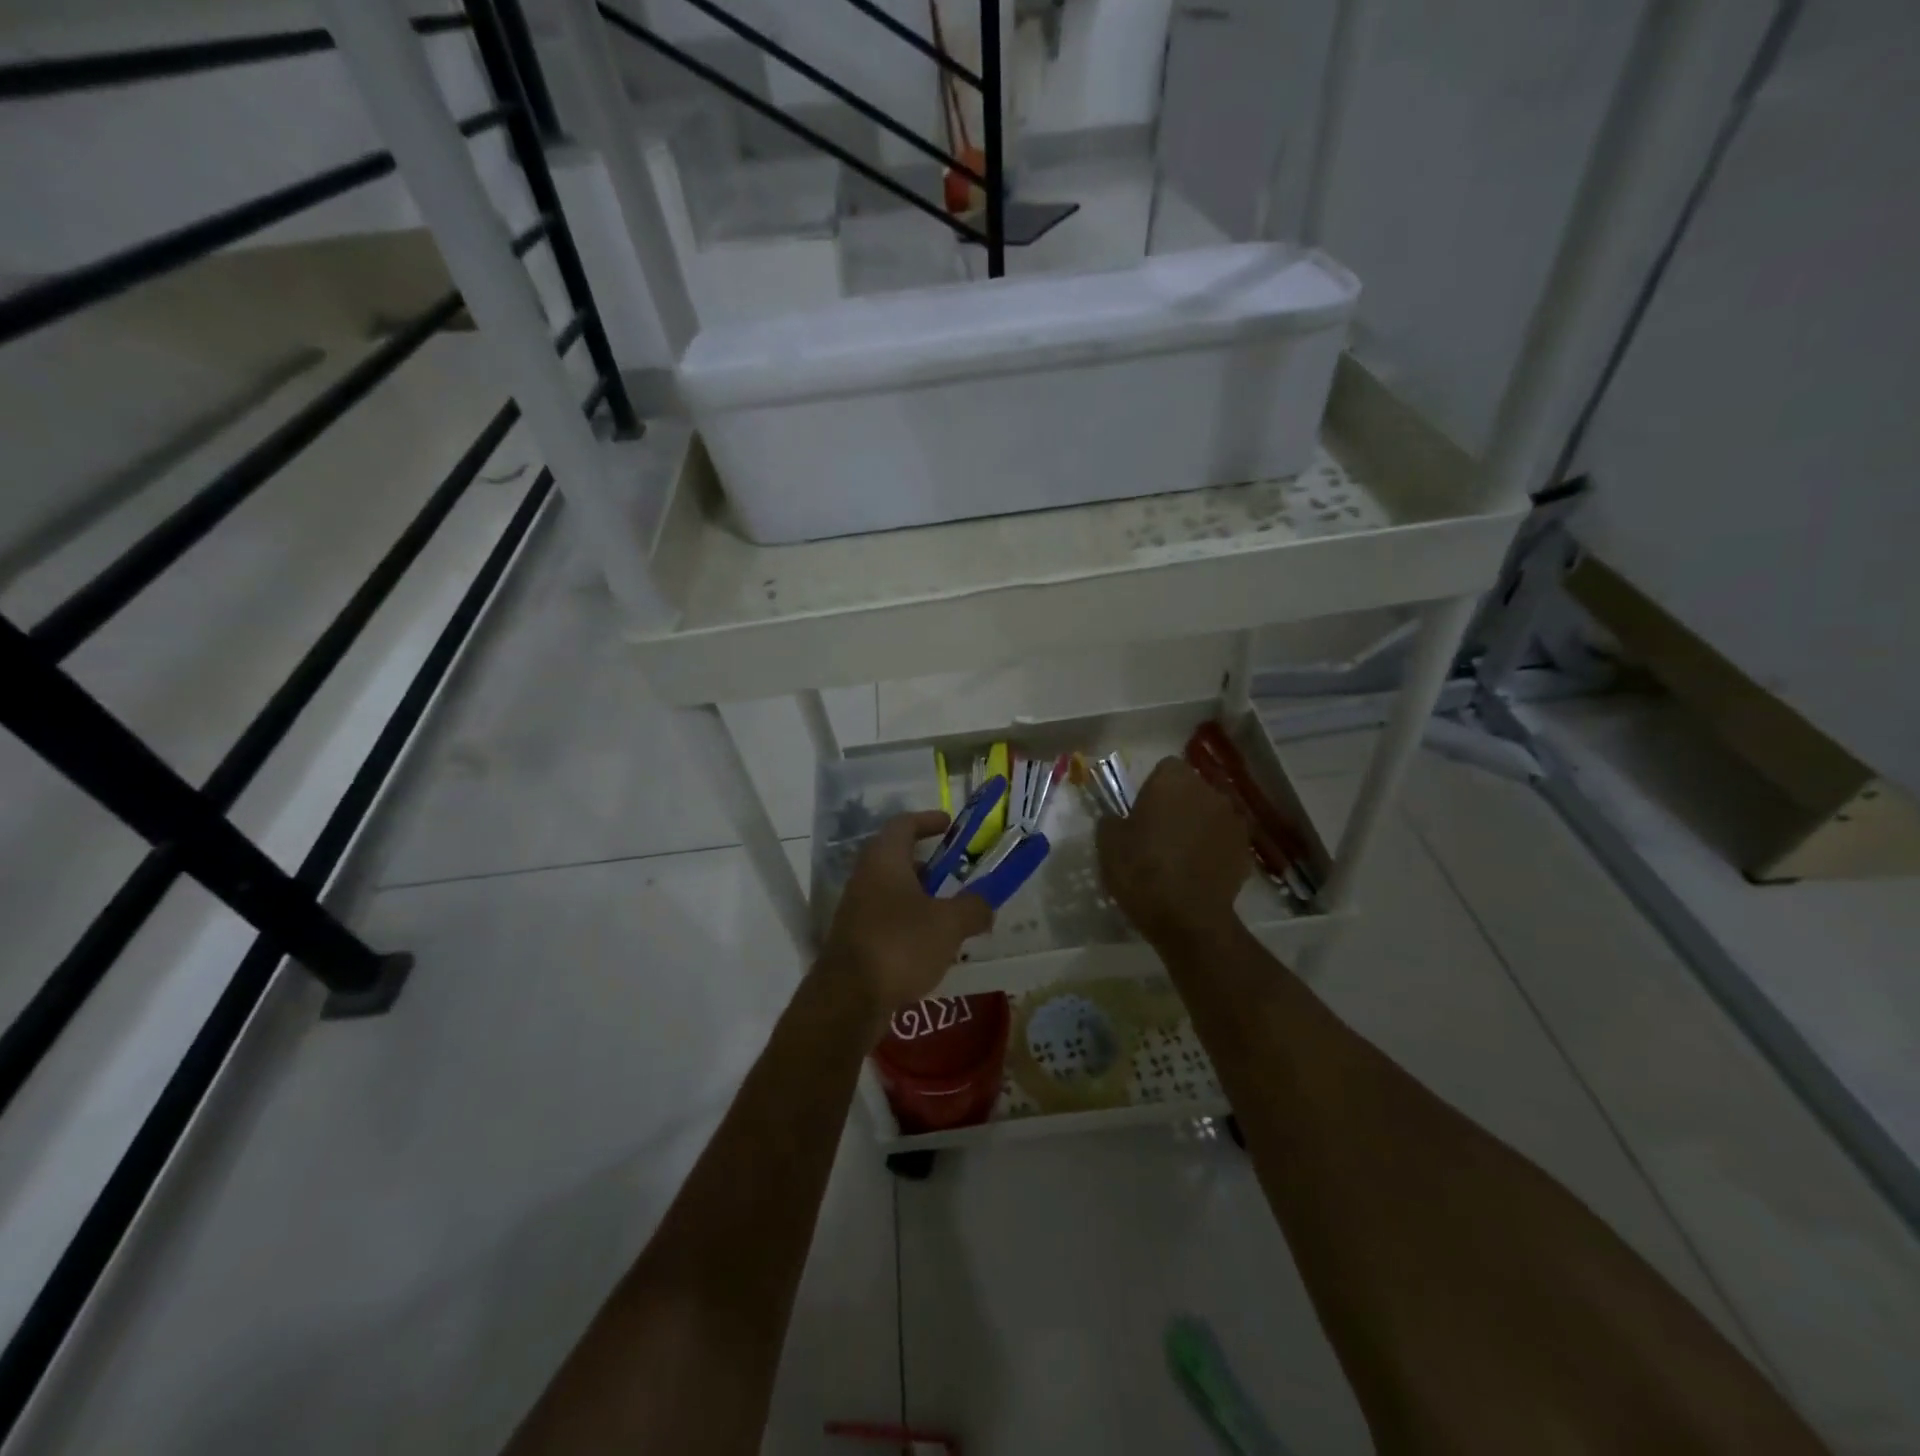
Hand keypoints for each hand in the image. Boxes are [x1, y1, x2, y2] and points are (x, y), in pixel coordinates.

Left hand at [818, 811, 993, 1031]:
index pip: (903, 824)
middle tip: (956, 872)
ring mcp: (856, 909)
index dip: (927, 820)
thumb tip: (985, 905)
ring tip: (950, 912)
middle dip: (928, 863)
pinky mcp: (855, 939)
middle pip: (896, 857)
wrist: (848, 999)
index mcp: (884, 860)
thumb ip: (973, 908)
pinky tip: (931, 944)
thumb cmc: (900, 945)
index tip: (949, 824)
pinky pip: (887, 918)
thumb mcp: (949, 924)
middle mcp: (865, 877)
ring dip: (920, 895)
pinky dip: (909, 922)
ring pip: (892, 890)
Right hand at [1097, 757, 1250, 948]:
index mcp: (1174, 780)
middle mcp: (1209, 791)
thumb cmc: (1141, 870)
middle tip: (1159, 833)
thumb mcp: (1107, 842)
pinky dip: (1214, 850)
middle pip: (1192, 789)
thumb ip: (1113, 820)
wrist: (1186, 918)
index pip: (1166, 768)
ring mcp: (1233, 820)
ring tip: (1181, 855)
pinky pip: (1224, 840)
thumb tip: (1119, 819)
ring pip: (1211, 814)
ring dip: (1199, 825)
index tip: (1142, 812)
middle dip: (1179, 804)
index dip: (1153, 788)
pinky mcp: (1246, 849)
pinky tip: (1199, 873)